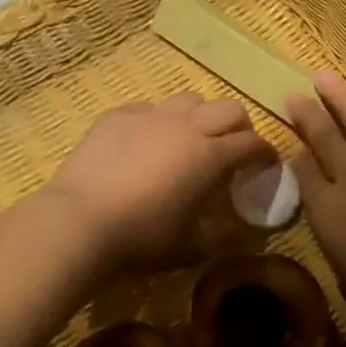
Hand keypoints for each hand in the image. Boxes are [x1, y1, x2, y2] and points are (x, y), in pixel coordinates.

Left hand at [45, 93, 275, 275]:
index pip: (252, 143)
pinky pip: (150, 108)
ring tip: (191, 140)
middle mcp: (186, 126)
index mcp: (210, 155)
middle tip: (233, 150)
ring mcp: (149, 116)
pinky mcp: (118, 116)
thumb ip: (228, 236)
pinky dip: (161, 121)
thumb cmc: (142, 238)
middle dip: (240, 127)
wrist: (79, 222)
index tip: (266, 167)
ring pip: (190, 99)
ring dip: (201, 117)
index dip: (266, 153)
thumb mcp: (193, 246)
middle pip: (229, 108)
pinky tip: (149, 142)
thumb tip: (252, 234)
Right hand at [287, 71, 345, 346]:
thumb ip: (335, 234)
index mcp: (325, 212)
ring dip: (339, 97)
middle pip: (323, 139)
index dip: (293, 154)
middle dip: (306, 116)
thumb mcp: (344, 270)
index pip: (301, 172)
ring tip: (323, 77)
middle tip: (294, 96)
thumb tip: (336, 215)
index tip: (288, 142)